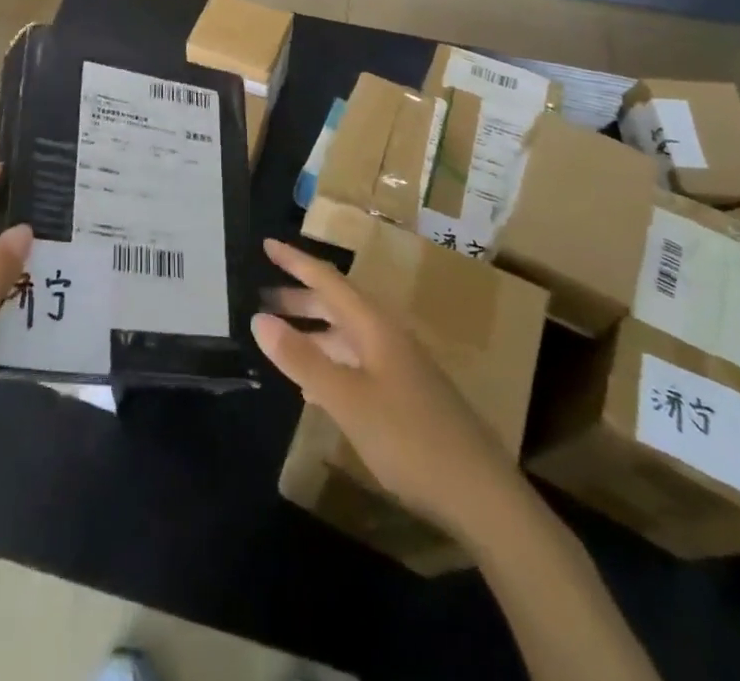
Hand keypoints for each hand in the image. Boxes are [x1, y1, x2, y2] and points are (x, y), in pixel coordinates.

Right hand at [254, 237, 512, 535]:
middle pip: (337, 304)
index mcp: (374, 326)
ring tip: (280, 337)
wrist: (481, 495)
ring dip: (313, 331)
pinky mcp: (405, 396)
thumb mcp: (347, 399)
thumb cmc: (409, 438)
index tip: (266, 244)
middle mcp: (387, 336)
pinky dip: (329, 362)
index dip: (295, 261)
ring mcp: (399, 367)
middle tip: (261, 297)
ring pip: (346, 335)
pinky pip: (356, 363)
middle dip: (299, 298)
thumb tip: (258, 319)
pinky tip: (313, 384)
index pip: (327, 280)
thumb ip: (302, 358)